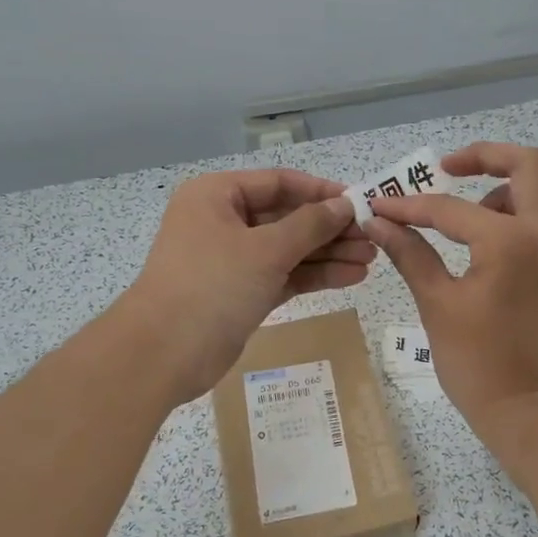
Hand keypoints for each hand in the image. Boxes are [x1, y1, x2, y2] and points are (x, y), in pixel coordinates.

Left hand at [117, 168, 375, 401]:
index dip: (321, 191)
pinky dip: (314, 276)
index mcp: (217, 196)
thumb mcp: (266, 249)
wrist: (164, 354)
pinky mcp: (242, 292)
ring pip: (288, 249)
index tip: (360, 202)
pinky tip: (351, 278)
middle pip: (286, 217)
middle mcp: (223, 222)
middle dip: (329, 228)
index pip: (279, 182)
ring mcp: (232, 259)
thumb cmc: (212, 285)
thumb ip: (309, 225)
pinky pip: (283, 275)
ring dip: (328, 254)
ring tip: (370, 260)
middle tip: (373, 238)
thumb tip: (344, 205)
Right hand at [365, 143, 537, 433]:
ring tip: (468, 212)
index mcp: (510, 241)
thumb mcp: (437, 306)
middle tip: (446, 168)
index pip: (450, 207)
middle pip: (527, 164)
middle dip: (483, 157)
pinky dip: (523, 211)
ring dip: (507, 185)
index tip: (379, 207)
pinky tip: (489, 240)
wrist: (536, 413)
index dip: (408, 207)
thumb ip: (410, 255)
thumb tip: (379, 224)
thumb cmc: (480, 365)